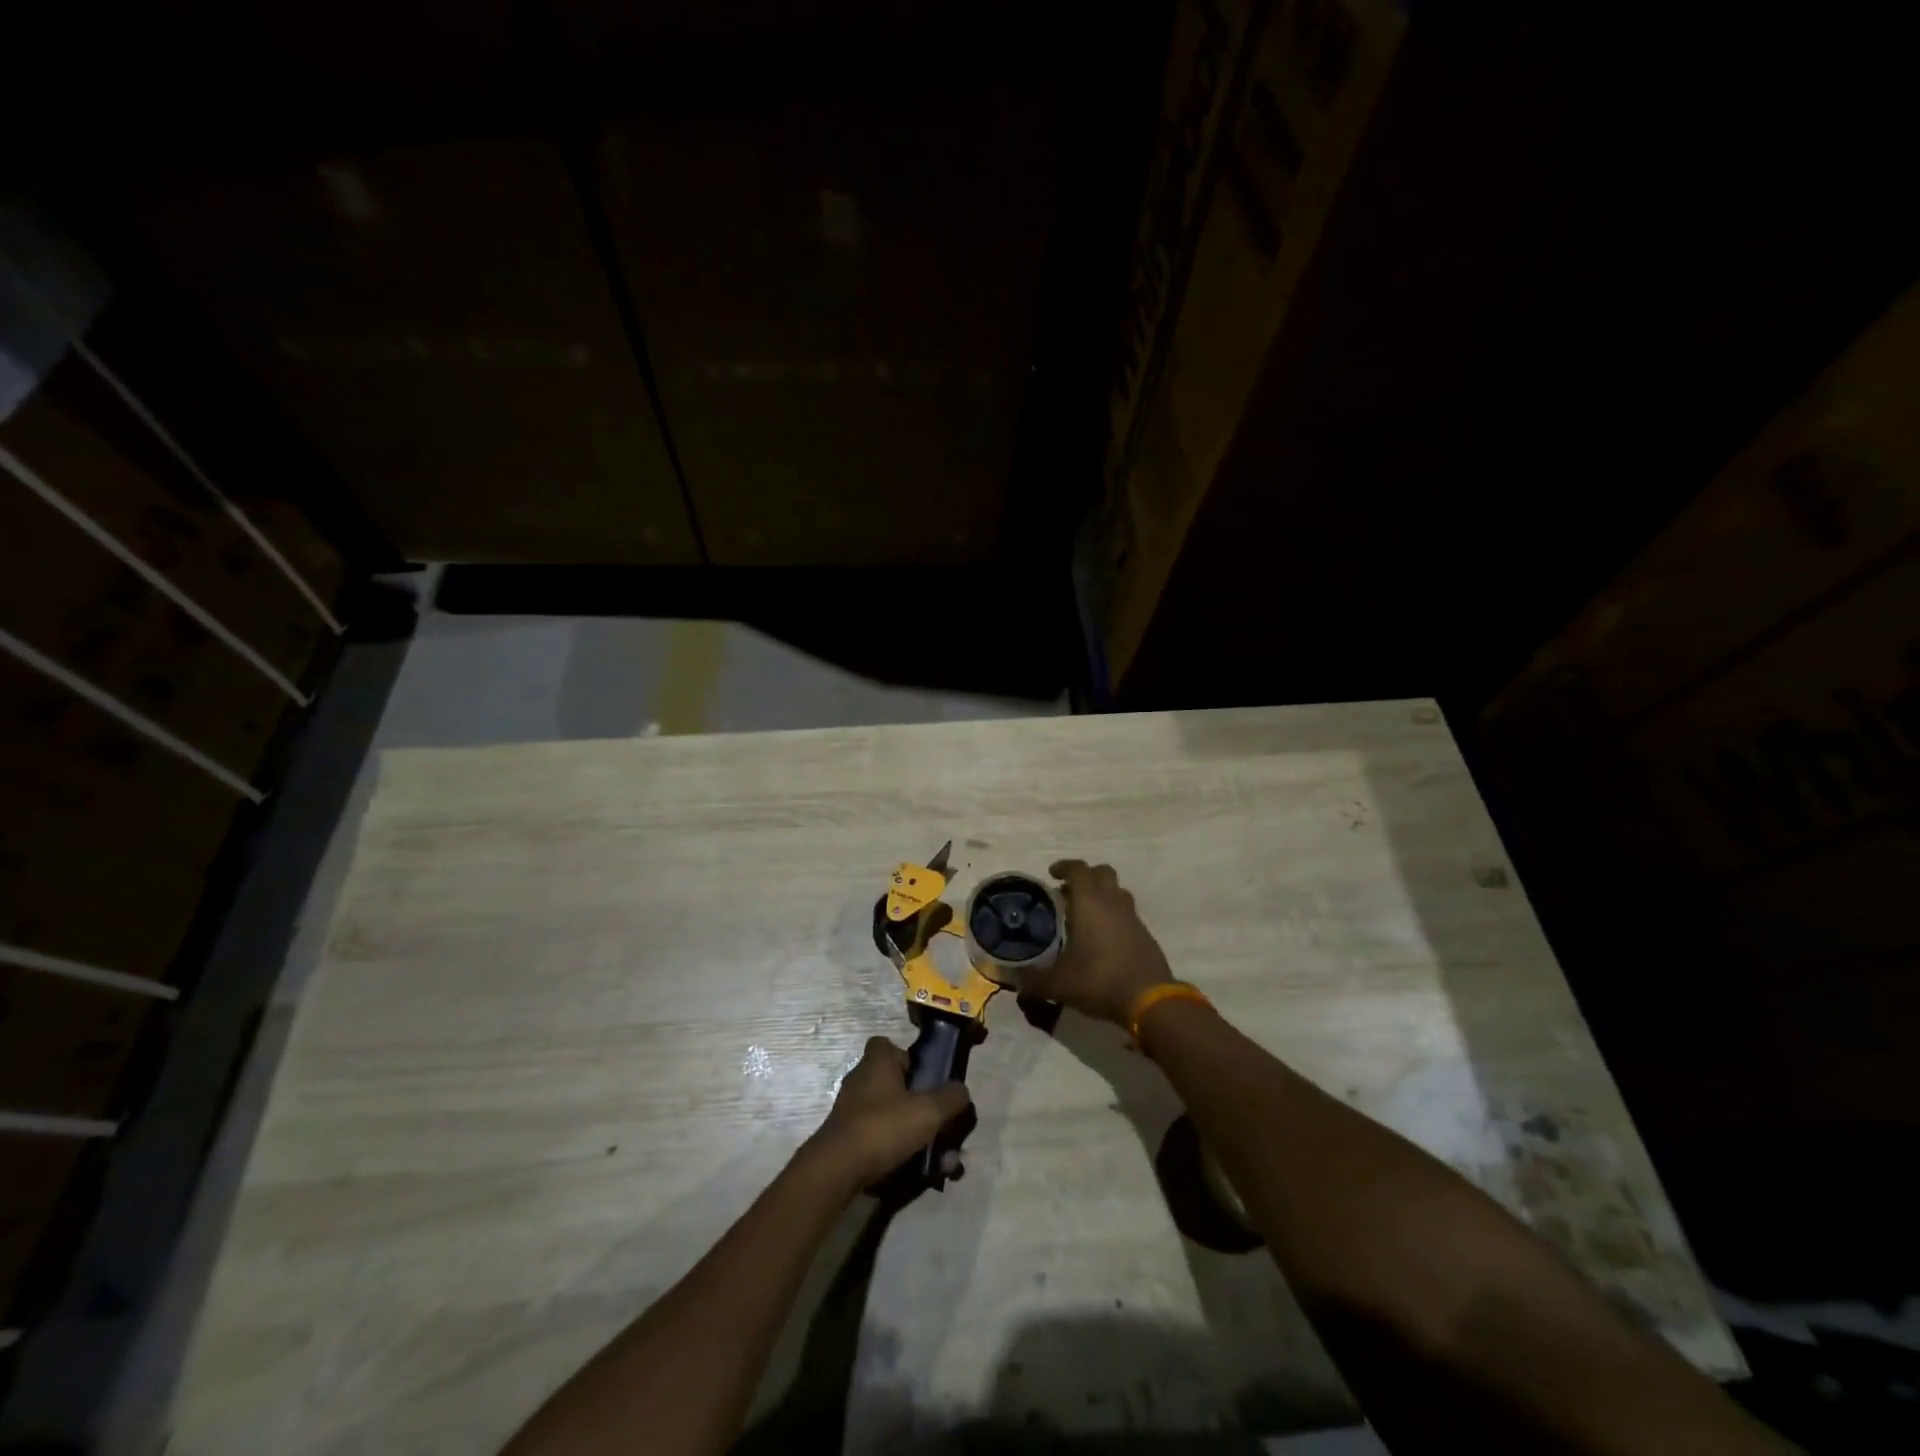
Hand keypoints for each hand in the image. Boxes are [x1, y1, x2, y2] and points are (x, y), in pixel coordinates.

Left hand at [806, 1037, 971, 1189]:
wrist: (838, 1170)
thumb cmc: (884, 1126)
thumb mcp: (928, 1110)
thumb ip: (950, 1098)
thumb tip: (961, 1090)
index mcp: (877, 1063)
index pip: (887, 1045)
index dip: (907, 1058)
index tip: (925, 1077)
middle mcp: (861, 1081)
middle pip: (895, 1084)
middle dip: (920, 1105)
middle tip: (940, 1124)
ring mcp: (852, 1111)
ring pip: (892, 1117)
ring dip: (917, 1135)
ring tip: (942, 1161)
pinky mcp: (848, 1139)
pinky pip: (881, 1140)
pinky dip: (901, 1152)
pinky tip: (922, 1174)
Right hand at [1021, 860, 1173, 1026]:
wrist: (1150, 999)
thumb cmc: (1100, 980)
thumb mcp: (1060, 984)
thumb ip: (1034, 981)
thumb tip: (1016, 982)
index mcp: (1089, 902)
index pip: (1077, 869)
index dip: (1064, 866)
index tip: (1052, 873)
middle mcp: (1112, 902)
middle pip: (1102, 873)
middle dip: (1085, 877)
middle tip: (1069, 893)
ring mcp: (1132, 916)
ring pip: (1117, 891)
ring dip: (1102, 894)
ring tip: (1086, 913)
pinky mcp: (1145, 933)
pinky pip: (1127, 912)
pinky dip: (1114, 915)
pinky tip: (1103, 938)